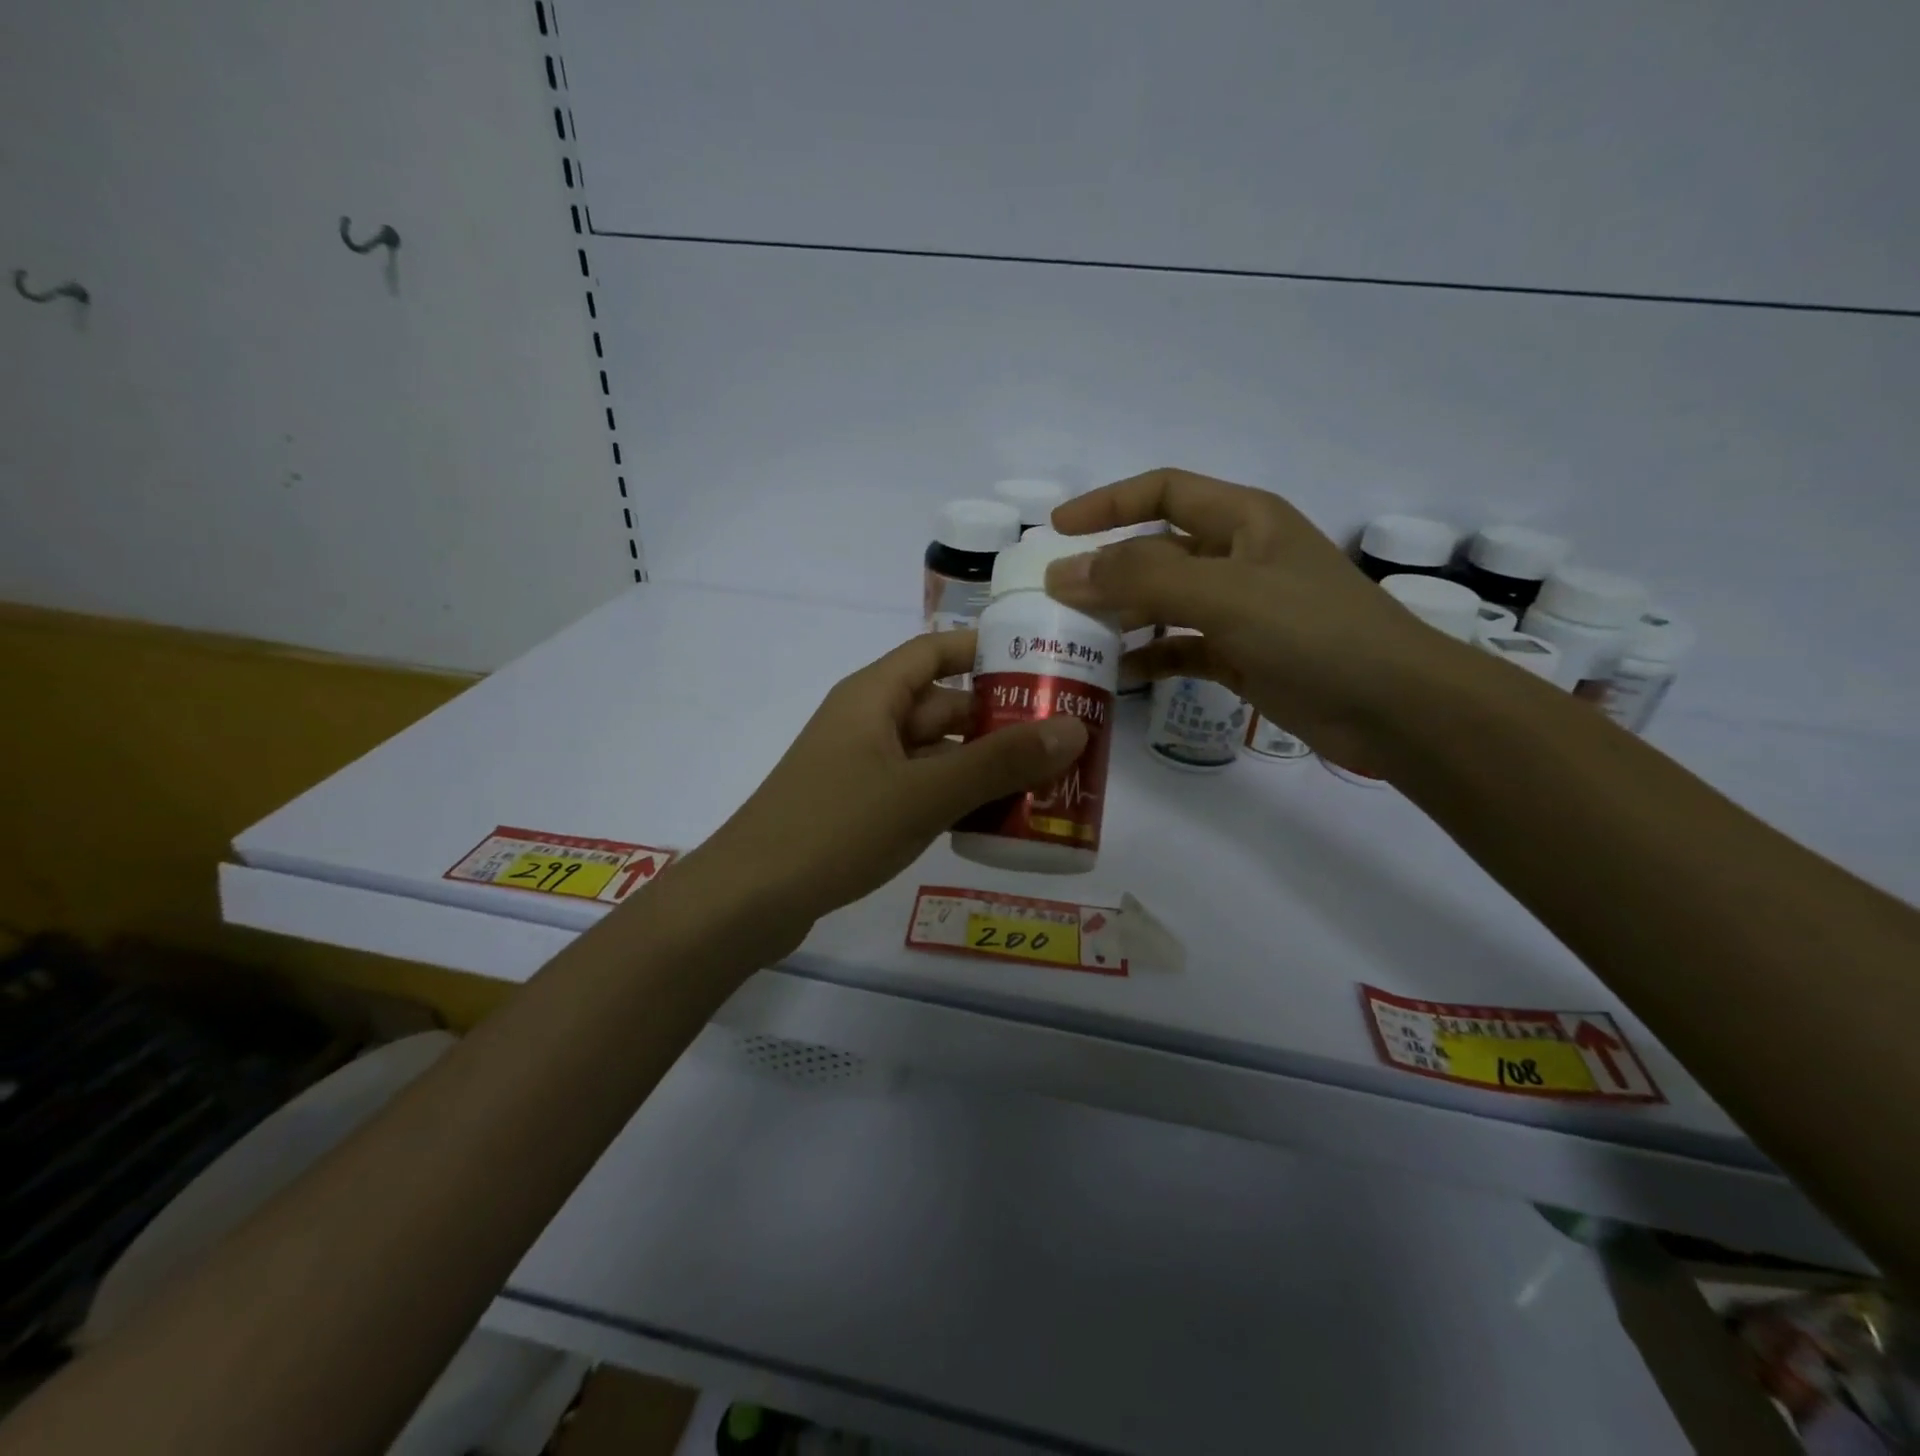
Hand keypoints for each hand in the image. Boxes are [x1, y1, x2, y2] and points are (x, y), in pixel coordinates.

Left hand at [686, 630, 1087, 946]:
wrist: (748, 900)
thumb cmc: (835, 828)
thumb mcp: (924, 793)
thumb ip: (998, 763)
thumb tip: (1074, 729)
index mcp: (873, 696)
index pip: (937, 650)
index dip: (987, 650)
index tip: (1043, 663)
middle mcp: (867, 722)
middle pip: (942, 706)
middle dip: (999, 721)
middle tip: (1062, 737)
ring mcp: (861, 768)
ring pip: (934, 753)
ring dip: (981, 765)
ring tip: (1045, 782)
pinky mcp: (858, 809)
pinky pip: (918, 789)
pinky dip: (954, 798)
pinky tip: (995, 823)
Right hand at [1045, 468, 1483, 771]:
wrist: (1394, 707)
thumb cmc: (1313, 632)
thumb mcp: (1223, 594)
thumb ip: (1140, 579)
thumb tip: (1062, 572)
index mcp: (1243, 519)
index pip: (1163, 491)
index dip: (1108, 504)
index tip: (1056, 529)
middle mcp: (1239, 557)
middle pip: (1158, 550)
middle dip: (1106, 569)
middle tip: (1054, 596)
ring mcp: (1242, 609)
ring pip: (1166, 602)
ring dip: (1124, 616)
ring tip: (1076, 637)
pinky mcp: (1244, 656)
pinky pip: (1184, 648)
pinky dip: (1153, 656)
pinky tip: (1121, 675)